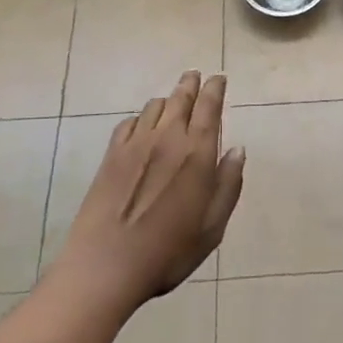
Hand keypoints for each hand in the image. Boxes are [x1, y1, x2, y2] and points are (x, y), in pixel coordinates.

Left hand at [56, 71, 244, 306]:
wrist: (105, 267)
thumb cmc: (168, 252)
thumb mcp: (212, 227)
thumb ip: (228, 185)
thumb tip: (237, 150)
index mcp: (196, 153)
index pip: (209, 107)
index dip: (215, 89)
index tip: (219, 78)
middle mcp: (167, 138)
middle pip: (180, 98)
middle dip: (190, 84)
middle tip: (195, 75)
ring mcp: (135, 145)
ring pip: (154, 107)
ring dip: (167, 100)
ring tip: (172, 102)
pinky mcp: (110, 156)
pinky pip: (128, 123)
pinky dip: (140, 118)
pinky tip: (142, 127)